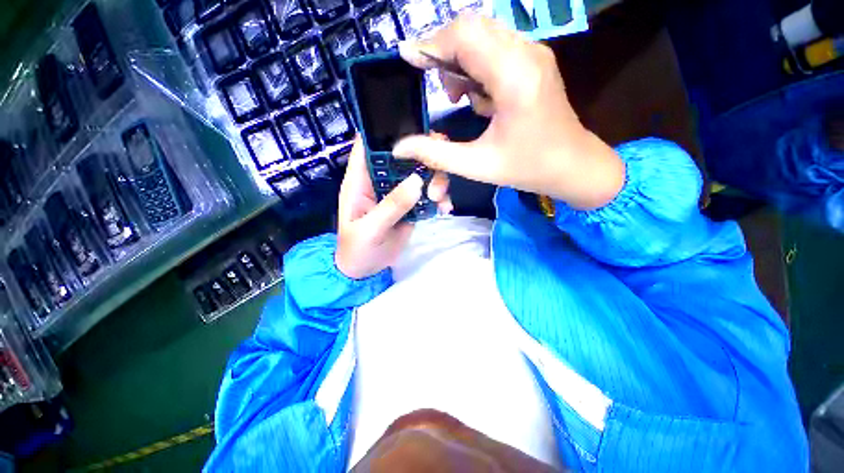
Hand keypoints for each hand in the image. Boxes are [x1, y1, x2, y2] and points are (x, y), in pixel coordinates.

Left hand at [335, 136, 452, 279]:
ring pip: (419, 175)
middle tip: (440, 168)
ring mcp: (397, 194)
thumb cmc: (357, 250)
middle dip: (423, 157)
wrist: (366, 271)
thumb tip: (417, 181)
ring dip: (434, 181)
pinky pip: (426, 196)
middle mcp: (380, 181)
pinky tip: (444, 209)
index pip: (369, 145)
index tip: (414, 129)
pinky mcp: (410, 206)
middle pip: (402, 157)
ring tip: (440, 198)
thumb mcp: (370, 229)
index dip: (386, 131)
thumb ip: (392, 206)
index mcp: (360, 181)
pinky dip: (438, 199)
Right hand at [394, 15, 624, 209]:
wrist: (572, 166)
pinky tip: (479, 98)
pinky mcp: (534, 61)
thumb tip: (400, 147)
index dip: (430, 44)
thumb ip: (435, 154)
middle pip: (472, 28)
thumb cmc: (527, 168)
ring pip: (483, 36)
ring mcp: (534, 54)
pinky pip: (496, 49)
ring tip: (459, 98)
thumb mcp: (477, 166)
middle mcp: (526, 54)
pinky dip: (477, 67)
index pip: (464, 36)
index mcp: (514, 78)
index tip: (408, 59)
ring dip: (461, 61)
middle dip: (445, 53)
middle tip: (437, 88)